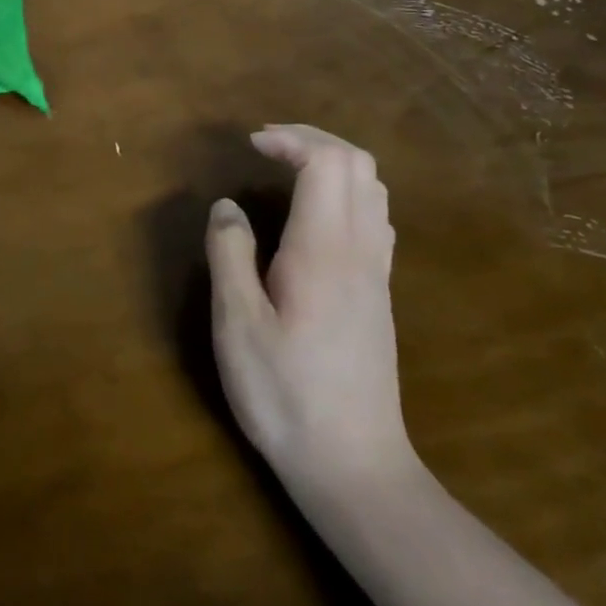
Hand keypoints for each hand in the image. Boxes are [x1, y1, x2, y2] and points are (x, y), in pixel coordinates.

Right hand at [205, 124, 414, 497]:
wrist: (354, 465)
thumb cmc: (285, 394)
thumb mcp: (237, 324)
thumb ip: (229, 254)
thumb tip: (227, 207)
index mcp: (323, 250)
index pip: (326, 162)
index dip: (291, 139)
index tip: (251, 145)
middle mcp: (360, 250)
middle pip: (359, 165)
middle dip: (313, 141)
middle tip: (267, 147)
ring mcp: (377, 273)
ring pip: (374, 190)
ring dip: (333, 164)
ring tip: (288, 171)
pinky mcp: (379, 295)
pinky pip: (375, 218)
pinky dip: (346, 193)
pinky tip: (313, 217)